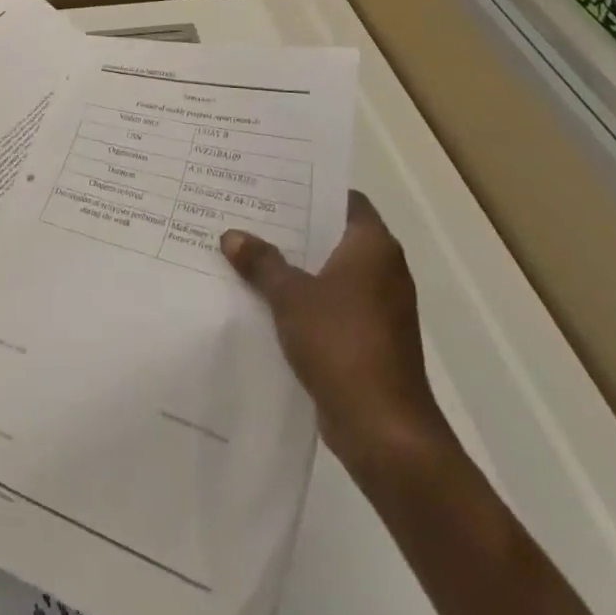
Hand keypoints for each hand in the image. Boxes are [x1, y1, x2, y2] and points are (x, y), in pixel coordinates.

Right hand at [221, 190, 443, 480]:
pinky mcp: (370, 339)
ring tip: (246, 253)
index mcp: (373, 247)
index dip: (311, 191)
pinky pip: (331, 304)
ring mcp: (379, 307)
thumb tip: (232, 235)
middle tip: (247, 215)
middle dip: (292, 229)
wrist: (383, 428)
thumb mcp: (290, 296)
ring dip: (294, 266)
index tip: (272, 185)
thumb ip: (262, 262)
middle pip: (333, 235)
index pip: (344, 199)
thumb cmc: (341, 344)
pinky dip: (303, 299)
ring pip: (329, 272)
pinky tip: (263, 299)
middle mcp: (382, 270)